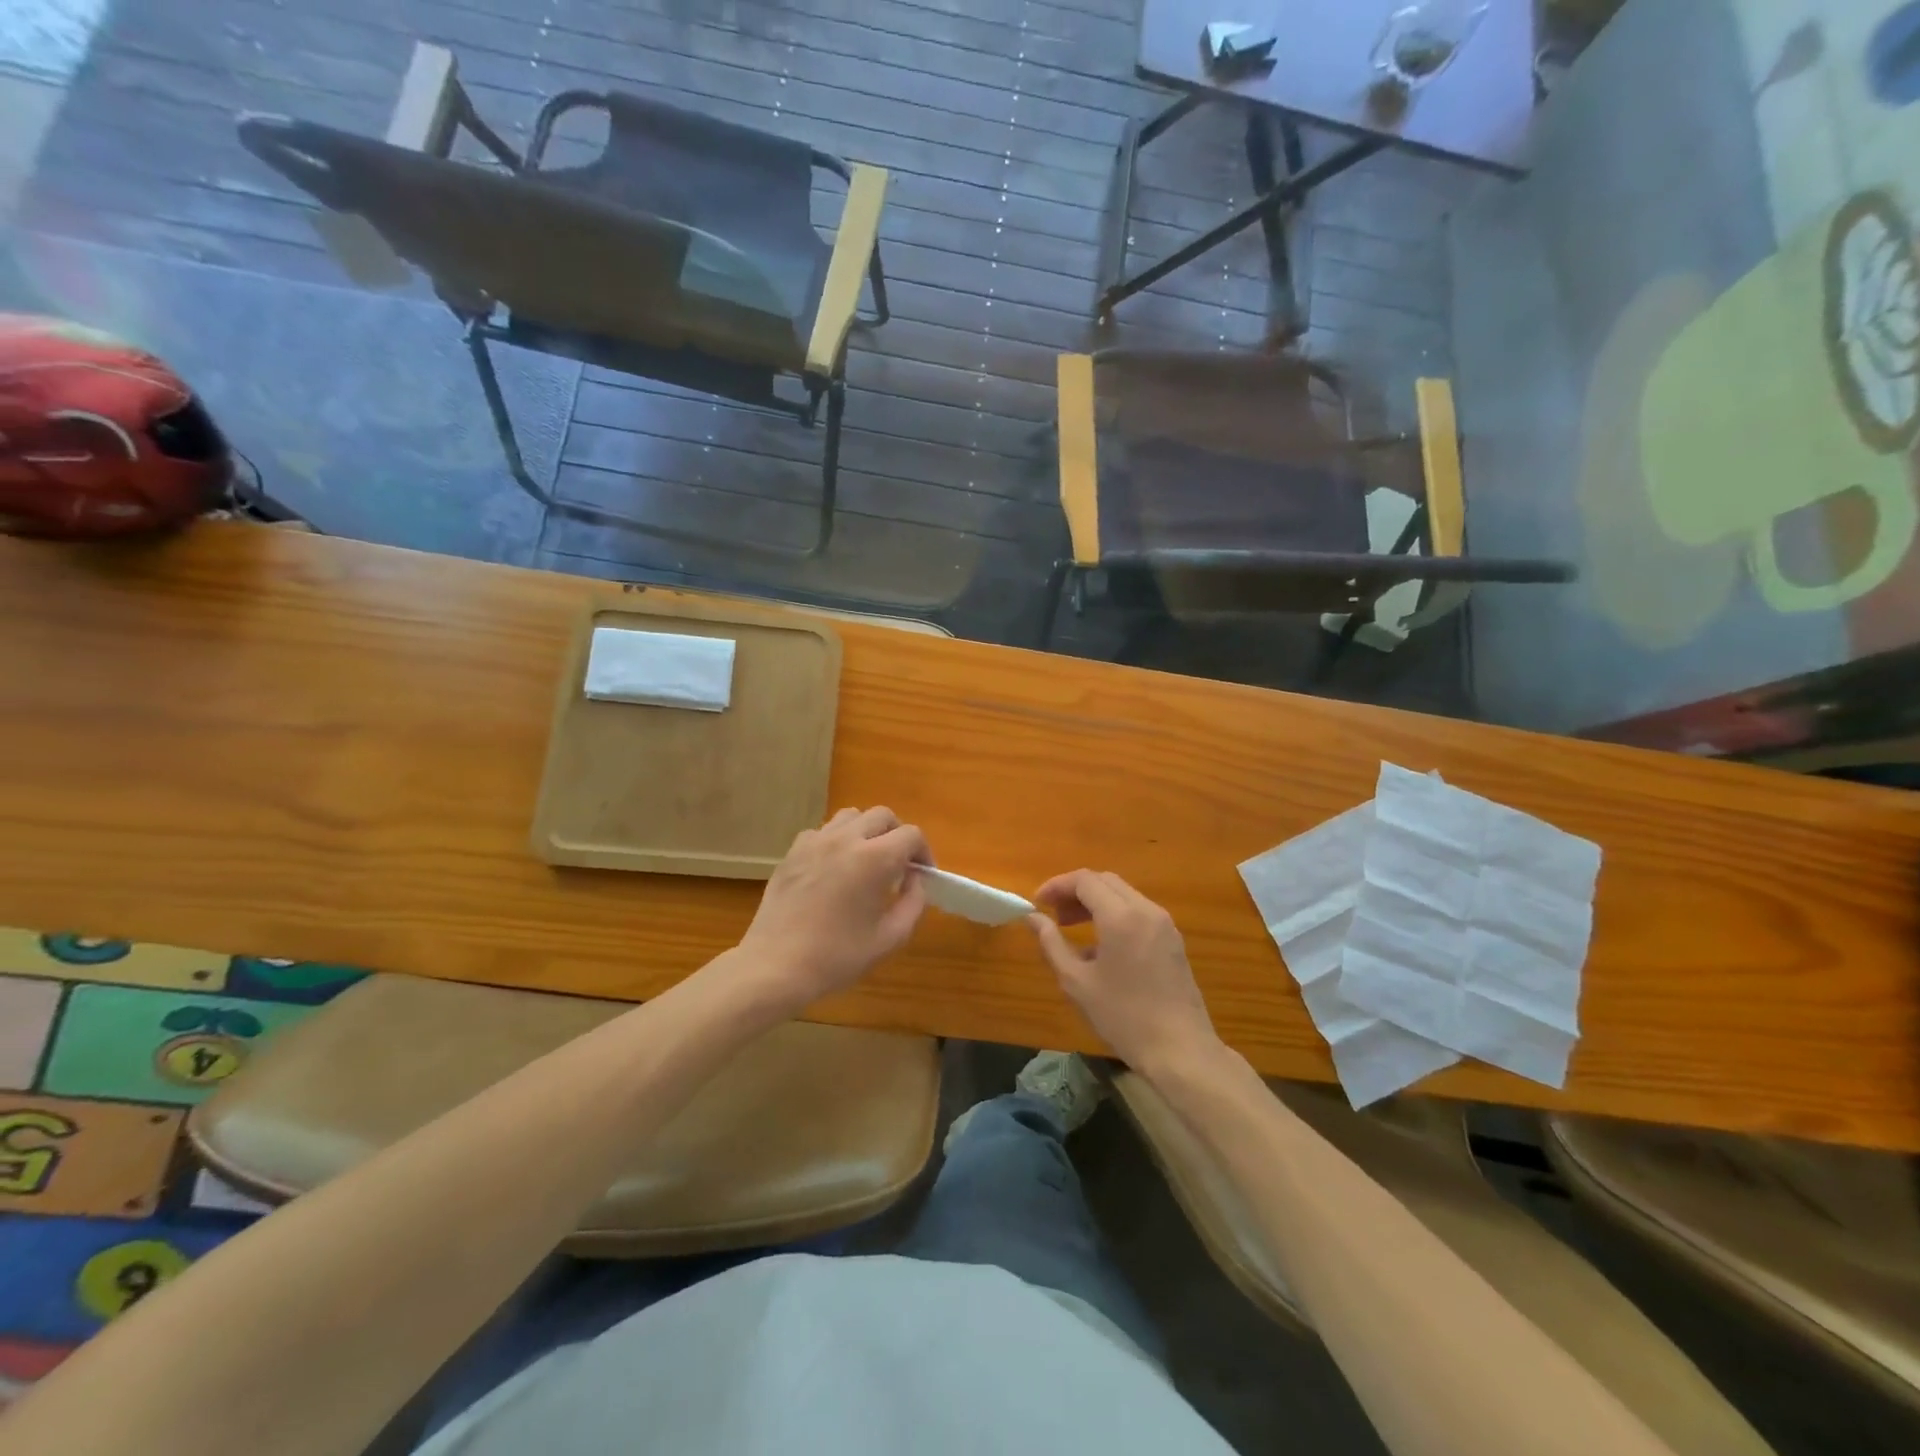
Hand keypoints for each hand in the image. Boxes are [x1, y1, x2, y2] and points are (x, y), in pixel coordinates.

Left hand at [736, 806, 929, 1012]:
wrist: (776, 965)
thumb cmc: (837, 957)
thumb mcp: (890, 938)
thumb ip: (913, 903)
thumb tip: (916, 880)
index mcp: (874, 859)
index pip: (911, 835)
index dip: (923, 853)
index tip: (921, 875)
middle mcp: (846, 839)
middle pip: (882, 815)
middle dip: (897, 835)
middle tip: (898, 865)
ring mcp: (815, 842)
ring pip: (851, 816)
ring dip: (866, 832)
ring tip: (866, 861)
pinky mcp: (793, 851)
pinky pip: (823, 831)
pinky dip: (836, 841)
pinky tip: (833, 869)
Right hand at [1028, 870, 1220, 1076]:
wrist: (1180, 1050)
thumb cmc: (1123, 1017)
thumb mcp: (1077, 982)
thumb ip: (1051, 943)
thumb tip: (1032, 917)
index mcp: (1121, 917)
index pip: (1085, 880)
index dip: (1057, 886)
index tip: (1037, 903)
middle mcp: (1146, 910)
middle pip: (1105, 881)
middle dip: (1075, 891)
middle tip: (1054, 914)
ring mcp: (1164, 924)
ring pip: (1124, 894)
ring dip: (1095, 902)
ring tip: (1072, 927)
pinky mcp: (1173, 940)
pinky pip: (1138, 912)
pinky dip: (1115, 914)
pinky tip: (1101, 946)